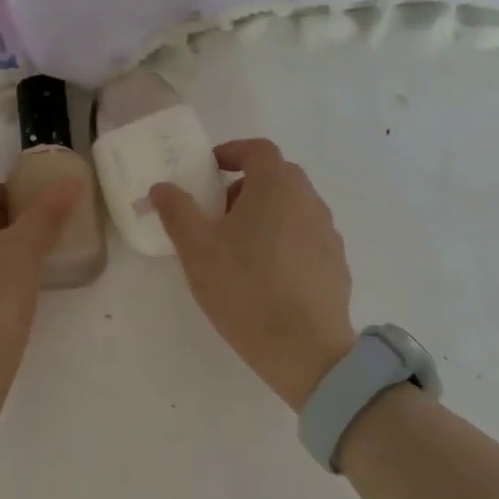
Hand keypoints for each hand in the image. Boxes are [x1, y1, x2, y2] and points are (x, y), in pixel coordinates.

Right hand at [151, 138, 356, 410]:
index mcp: (277, 186)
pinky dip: (285, 241)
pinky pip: (306, 237)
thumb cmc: (245, 289)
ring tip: (240, 249)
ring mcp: (328, 232)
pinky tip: (268, 275)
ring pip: (293, 208)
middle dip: (246, 186)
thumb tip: (162, 187)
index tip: (210, 169)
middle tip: (219, 214)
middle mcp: (309, 200)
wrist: (305, 349)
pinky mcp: (336, 263)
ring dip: (266, 214)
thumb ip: (177, 211)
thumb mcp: (197, 250)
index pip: (257, 149)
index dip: (232, 152)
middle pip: (278, 177)